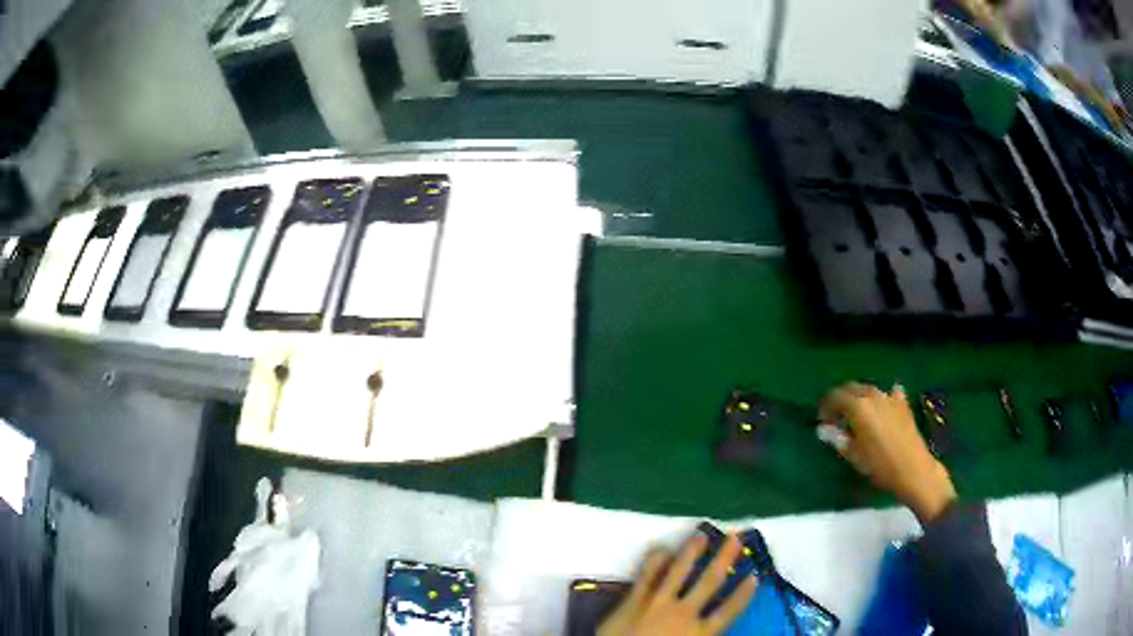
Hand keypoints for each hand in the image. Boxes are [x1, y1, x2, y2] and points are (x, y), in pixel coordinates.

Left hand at [598, 534, 757, 635]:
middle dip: (723, 559)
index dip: (743, 594)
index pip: (728, 611)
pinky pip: (646, 576)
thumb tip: (715, 628)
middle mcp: (684, 613)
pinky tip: (661, 548)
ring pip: (678, 572)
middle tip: (735, 537)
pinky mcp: (633, 600)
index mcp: (700, 633)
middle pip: (709, 582)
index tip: (755, 576)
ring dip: (691, 552)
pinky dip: (654, 561)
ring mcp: (657, 604)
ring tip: (700, 534)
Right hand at [818, 383, 956, 522]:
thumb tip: (823, 429)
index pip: (835, 396)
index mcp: (858, 406)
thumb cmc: (879, 465)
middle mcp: (873, 395)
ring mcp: (890, 397)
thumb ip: (837, 438)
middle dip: (841, 399)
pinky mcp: (903, 404)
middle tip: (836, 418)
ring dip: (859, 398)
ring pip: (868, 390)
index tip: (822, 421)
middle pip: (851, 388)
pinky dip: (882, 398)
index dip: (826, 407)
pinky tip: (882, 406)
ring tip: (856, 416)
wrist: (912, 469)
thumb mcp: (854, 455)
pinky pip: (889, 393)